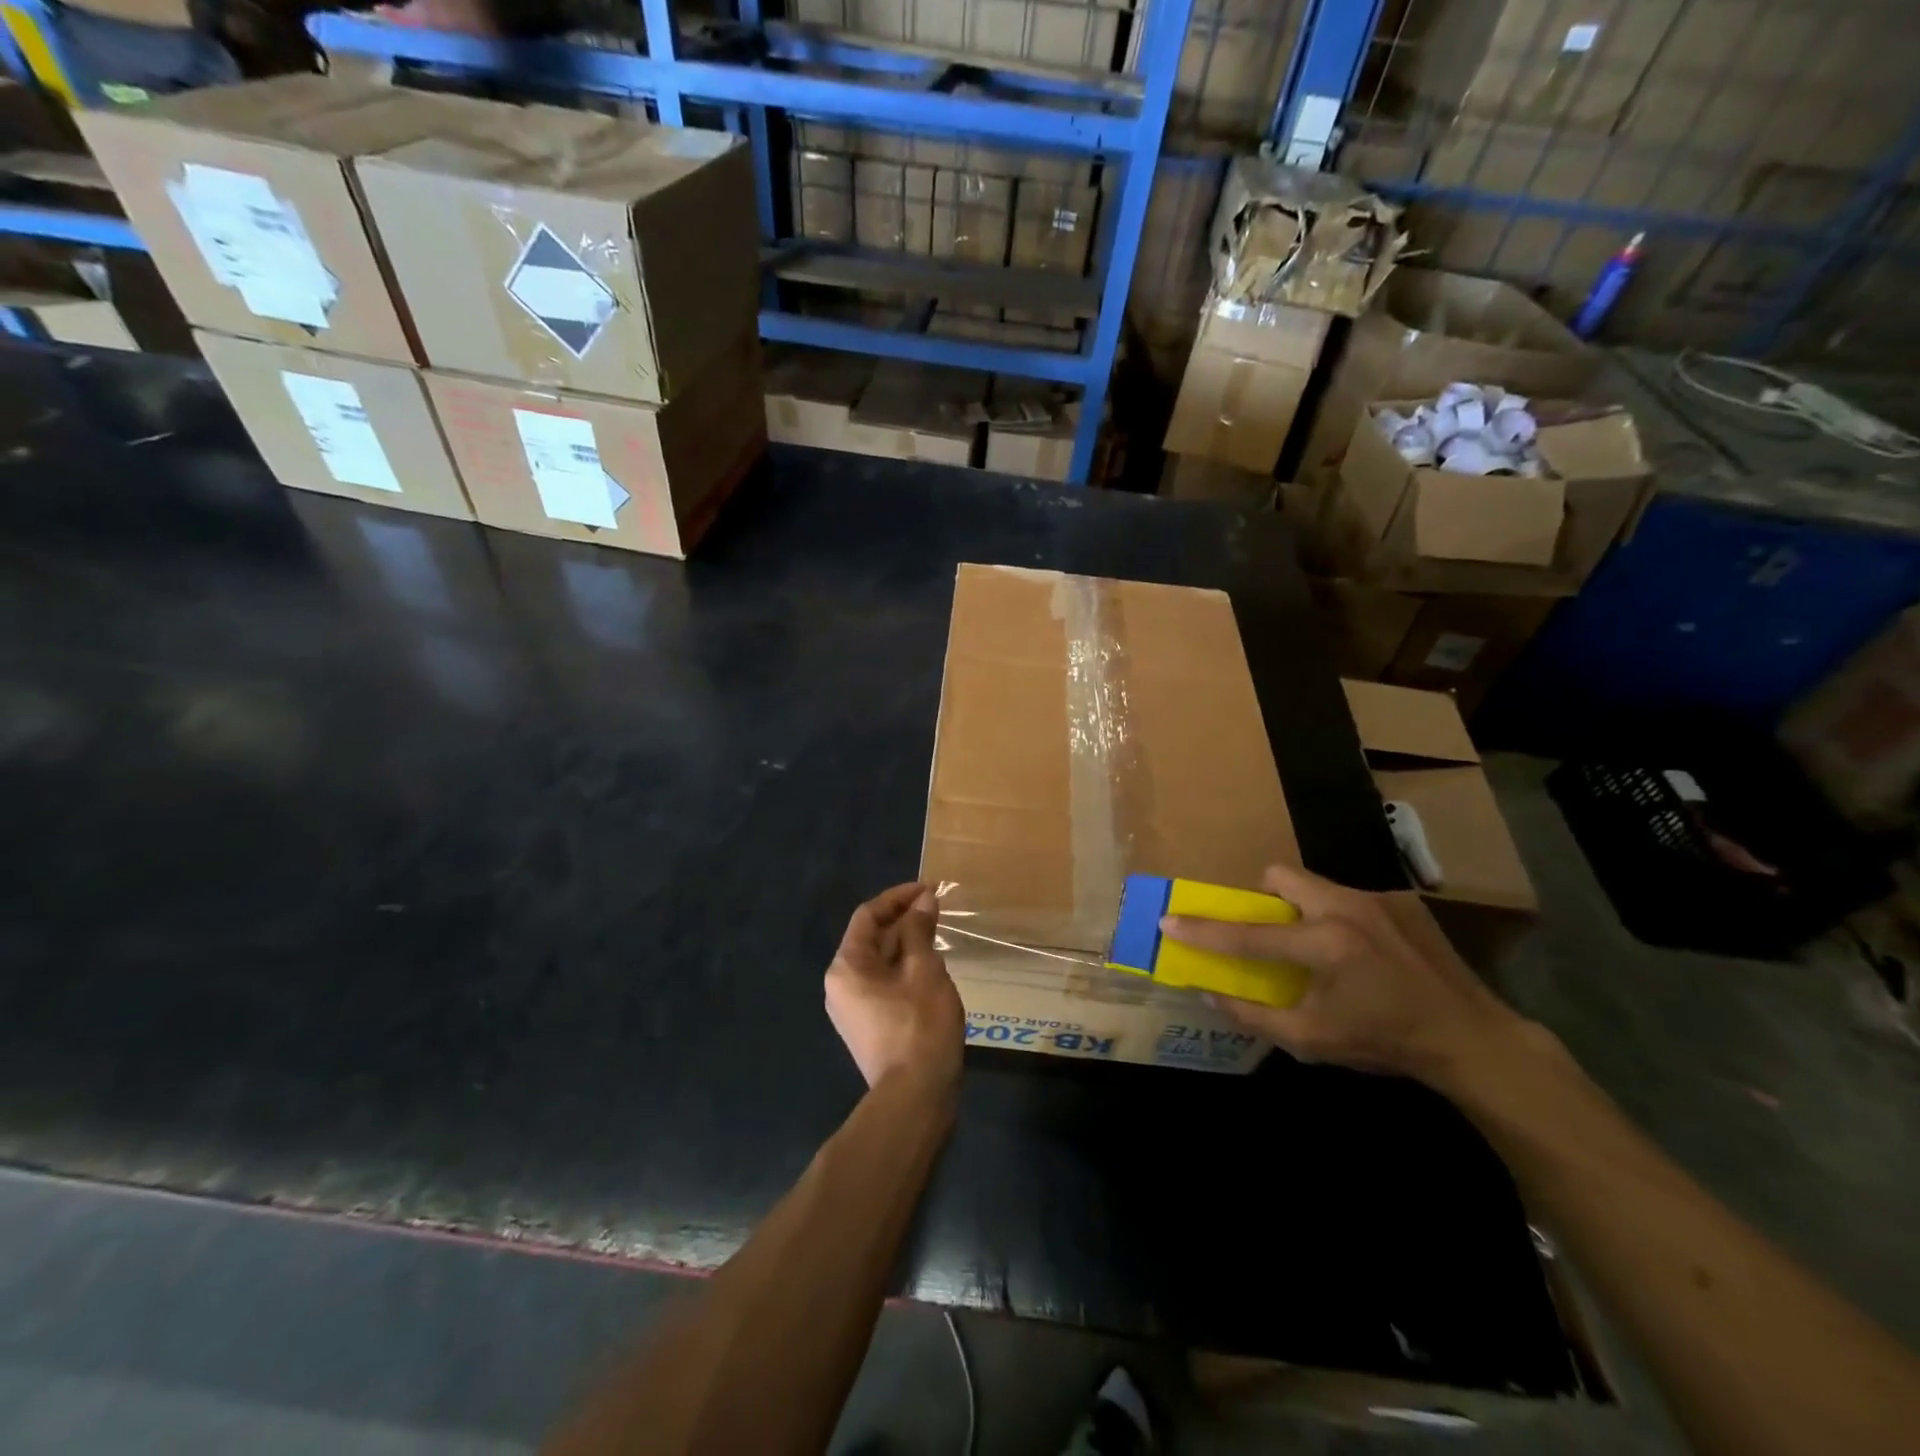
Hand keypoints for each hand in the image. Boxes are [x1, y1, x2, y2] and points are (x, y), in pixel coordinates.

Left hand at [825, 884, 964, 1093]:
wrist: (915, 1097)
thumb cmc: (920, 1025)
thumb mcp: (925, 969)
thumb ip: (920, 930)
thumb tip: (923, 901)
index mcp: (846, 966)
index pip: (868, 916)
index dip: (898, 897)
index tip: (929, 890)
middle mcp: (840, 984)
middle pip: (871, 938)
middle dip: (904, 920)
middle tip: (937, 909)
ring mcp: (851, 1008)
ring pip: (879, 962)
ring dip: (906, 944)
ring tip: (937, 934)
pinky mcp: (867, 1026)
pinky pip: (882, 984)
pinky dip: (904, 968)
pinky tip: (930, 967)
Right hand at [1160, 863, 1529, 1087]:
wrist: (1472, 1038)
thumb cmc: (1386, 1042)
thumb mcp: (1313, 1041)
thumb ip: (1254, 1015)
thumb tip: (1208, 993)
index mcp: (1325, 944)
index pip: (1248, 933)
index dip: (1203, 930)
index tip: (1169, 920)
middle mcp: (1347, 908)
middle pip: (1280, 877)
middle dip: (1262, 898)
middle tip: (1270, 932)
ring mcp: (1378, 899)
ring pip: (1316, 885)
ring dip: (1303, 910)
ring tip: (1322, 949)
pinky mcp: (1401, 901)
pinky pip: (1351, 899)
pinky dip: (1340, 919)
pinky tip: (1364, 955)